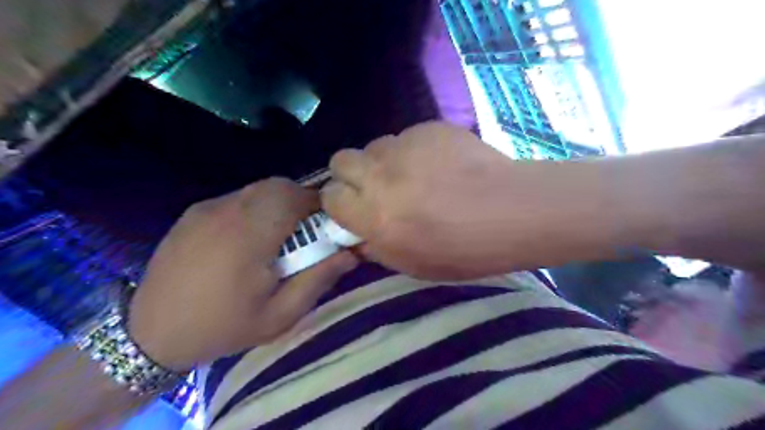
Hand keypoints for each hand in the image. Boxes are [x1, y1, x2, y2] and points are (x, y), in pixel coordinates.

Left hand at [130, 179, 362, 369]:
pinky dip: (256, 208)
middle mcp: (227, 212)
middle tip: (307, 232)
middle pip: (277, 186)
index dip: (318, 204)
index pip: (294, 197)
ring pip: (258, 189)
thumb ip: (318, 279)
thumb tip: (351, 254)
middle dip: (302, 201)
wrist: (150, 334)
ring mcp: (207, 208)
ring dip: (279, 203)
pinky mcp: (195, 212)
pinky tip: (250, 239)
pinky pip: (238, 198)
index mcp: (249, 237)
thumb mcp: (280, 315)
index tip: (327, 224)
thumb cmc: (223, 327)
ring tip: (280, 236)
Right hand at [321, 122, 525, 280]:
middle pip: (341, 160)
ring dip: (384, 161)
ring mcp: (404, 146)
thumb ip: (376, 248)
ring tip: (414, 175)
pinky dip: (414, 150)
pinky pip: (407, 137)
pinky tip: (440, 164)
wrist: (511, 211)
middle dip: (350, 174)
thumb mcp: (413, 265)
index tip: (353, 208)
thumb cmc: (463, 249)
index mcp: (372, 214)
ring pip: (375, 146)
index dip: (339, 202)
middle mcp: (379, 175)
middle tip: (376, 187)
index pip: (329, 196)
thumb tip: (359, 237)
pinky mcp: (429, 128)